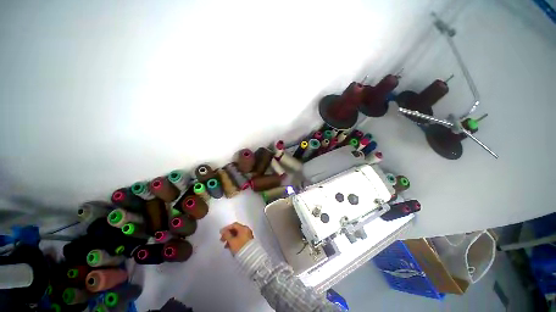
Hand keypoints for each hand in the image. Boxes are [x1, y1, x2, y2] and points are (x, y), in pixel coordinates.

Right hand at [220, 222, 253, 254]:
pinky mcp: (248, 241)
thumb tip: (223, 231)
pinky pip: (240, 238)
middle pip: (236, 229)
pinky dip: (234, 241)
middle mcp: (247, 230)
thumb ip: (226, 235)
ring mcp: (248, 235)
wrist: (250, 257)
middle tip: (222, 240)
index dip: (226, 228)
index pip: (234, 225)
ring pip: (237, 235)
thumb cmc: (240, 247)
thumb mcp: (231, 241)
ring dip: (231, 239)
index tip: (221, 233)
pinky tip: (230, 247)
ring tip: (225, 246)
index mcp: (244, 228)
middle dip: (228, 234)